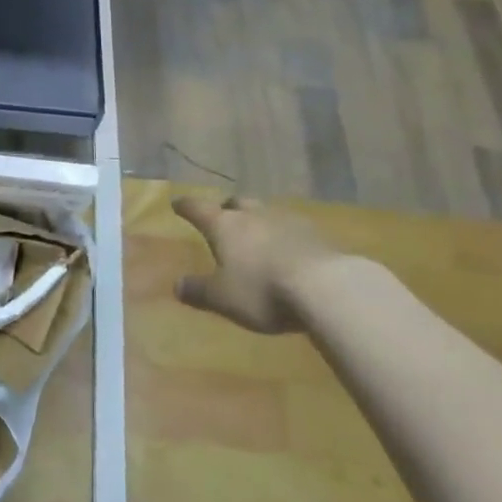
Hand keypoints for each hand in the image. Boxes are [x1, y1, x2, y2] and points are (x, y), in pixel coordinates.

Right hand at [172, 195, 342, 333]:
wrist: (325, 286)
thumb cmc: (262, 290)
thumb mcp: (223, 298)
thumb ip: (199, 290)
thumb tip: (176, 284)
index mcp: (224, 225)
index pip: (198, 209)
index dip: (186, 207)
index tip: (177, 203)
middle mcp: (252, 215)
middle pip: (236, 203)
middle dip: (227, 208)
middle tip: (223, 216)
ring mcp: (286, 220)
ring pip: (265, 212)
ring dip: (257, 220)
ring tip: (257, 235)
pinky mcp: (315, 233)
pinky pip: (292, 228)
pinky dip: (284, 235)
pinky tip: (289, 250)